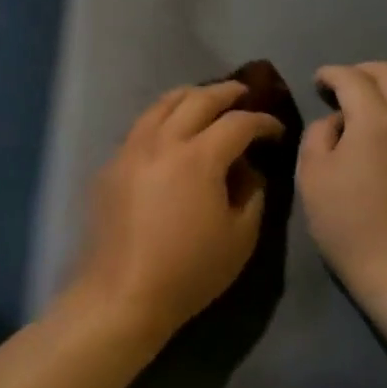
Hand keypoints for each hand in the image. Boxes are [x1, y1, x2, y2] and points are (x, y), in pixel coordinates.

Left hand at [72, 82, 284, 339]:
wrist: (122, 294)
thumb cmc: (189, 271)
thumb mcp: (241, 237)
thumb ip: (252, 192)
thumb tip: (247, 168)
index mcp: (198, 157)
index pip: (238, 123)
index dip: (263, 122)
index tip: (276, 130)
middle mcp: (162, 141)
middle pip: (197, 99)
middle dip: (226, 93)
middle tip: (244, 94)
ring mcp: (130, 150)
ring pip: (161, 104)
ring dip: (190, 96)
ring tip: (205, 100)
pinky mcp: (110, 165)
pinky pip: (141, 127)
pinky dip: (162, 117)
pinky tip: (170, 131)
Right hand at [299, 62, 386, 305]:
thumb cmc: (349, 226)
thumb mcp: (313, 179)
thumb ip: (318, 136)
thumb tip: (337, 120)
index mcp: (373, 120)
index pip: (351, 78)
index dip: (331, 74)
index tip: (319, 82)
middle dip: (364, 71)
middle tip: (345, 85)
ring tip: (382, 94)